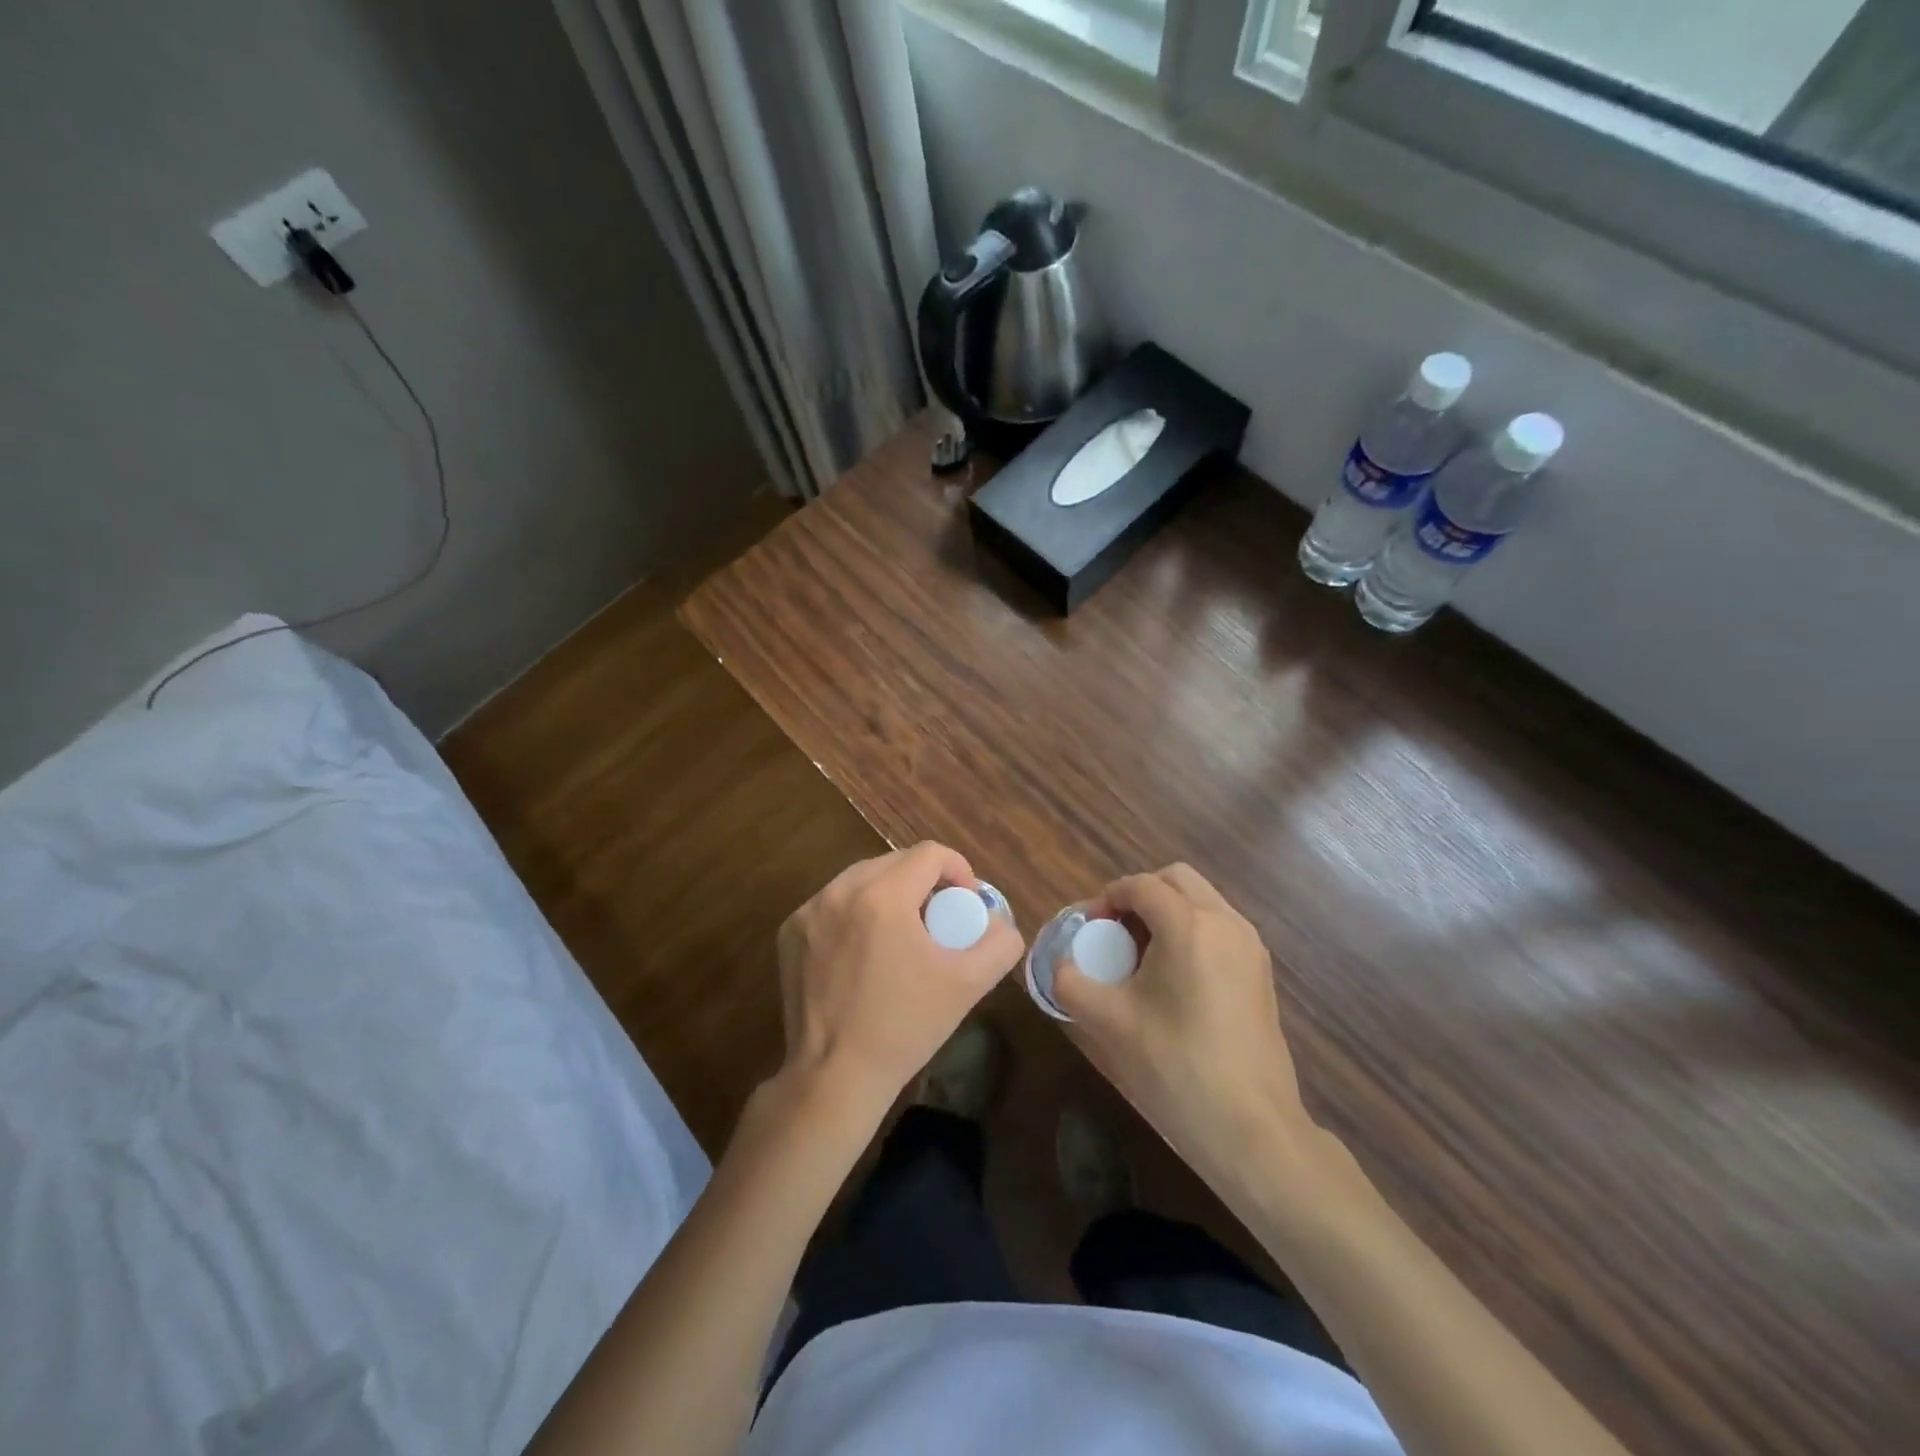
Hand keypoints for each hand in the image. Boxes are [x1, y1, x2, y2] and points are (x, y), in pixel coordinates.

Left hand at [775, 843, 1024, 1119]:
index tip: (965, 905)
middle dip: (924, 883)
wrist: (835, 1076)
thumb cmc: (905, 1027)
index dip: (958, 870)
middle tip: (937, 921)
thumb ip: (1000, 943)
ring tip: (902, 934)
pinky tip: (865, 951)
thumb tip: (998, 923)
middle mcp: (839, 892)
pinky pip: (834, 904)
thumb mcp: (968, 985)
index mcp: (882, 897)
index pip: (930, 854)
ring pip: (862, 880)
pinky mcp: (790, 932)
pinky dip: (855, 913)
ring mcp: (809, 911)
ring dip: (889, 895)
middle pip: (895, 862)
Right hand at [1055, 864, 1312, 1188]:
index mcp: (1188, 925)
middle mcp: (1226, 922)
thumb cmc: (1176, 1066)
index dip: (1107, 898)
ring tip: (1143, 958)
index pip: (1140, 886)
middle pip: (1176, 880)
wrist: (1252, 1128)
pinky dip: (1192, 932)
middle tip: (1115, 934)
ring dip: (1168, 912)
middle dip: (1140, 896)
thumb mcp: (1109, 1023)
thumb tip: (1060, 965)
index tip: (1088, 930)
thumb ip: (1070, 983)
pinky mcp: (1262, 972)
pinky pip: (1220, 928)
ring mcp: (1251, 946)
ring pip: (1202, 901)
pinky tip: (1175, 980)